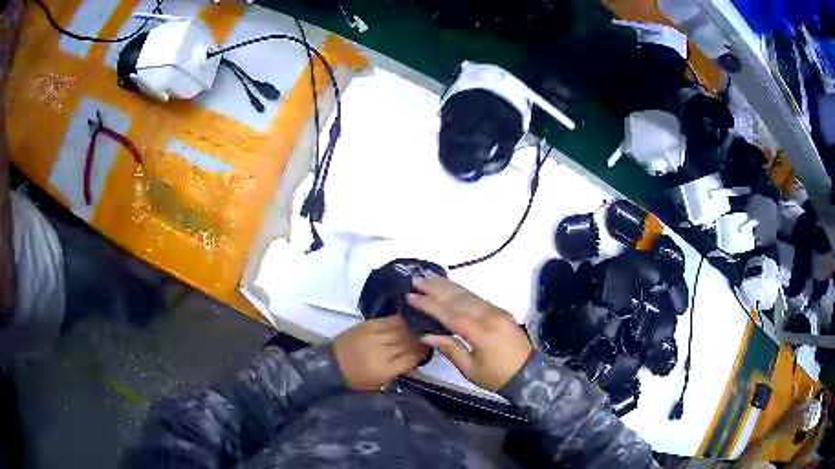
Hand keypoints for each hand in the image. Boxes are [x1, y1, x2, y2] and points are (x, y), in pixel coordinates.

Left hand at [333, 316, 428, 390]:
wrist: (331, 364)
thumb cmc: (355, 379)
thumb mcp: (378, 383)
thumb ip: (399, 372)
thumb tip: (416, 364)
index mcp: (384, 369)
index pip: (411, 357)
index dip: (422, 353)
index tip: (428, 350)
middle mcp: (381, 351)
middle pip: (408, 342)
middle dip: (419, 340)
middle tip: (427, 338)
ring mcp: (374, 336)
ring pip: (401, 329)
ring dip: (412, 329)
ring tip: (419, 328)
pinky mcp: (367, 325)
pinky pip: (389, 320)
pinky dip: (399, 321)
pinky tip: (406, 320)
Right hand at [407, 275, 531, 391]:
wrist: (529, 374)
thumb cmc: (497, 377)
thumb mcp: (470, 369)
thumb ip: (450, 349)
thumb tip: (426, 334)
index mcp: (481, 334)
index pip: (451, 315)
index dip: (430, 305)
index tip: (411, 296)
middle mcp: (489, 317)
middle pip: (459, 299)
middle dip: (436, 289)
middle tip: (416, 279)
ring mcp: (496, 311)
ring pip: (468, 294)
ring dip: (447, 285)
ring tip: (429, 276)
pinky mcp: (500, 311)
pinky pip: (477, 297)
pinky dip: (461, 290)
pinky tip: (449, 286)